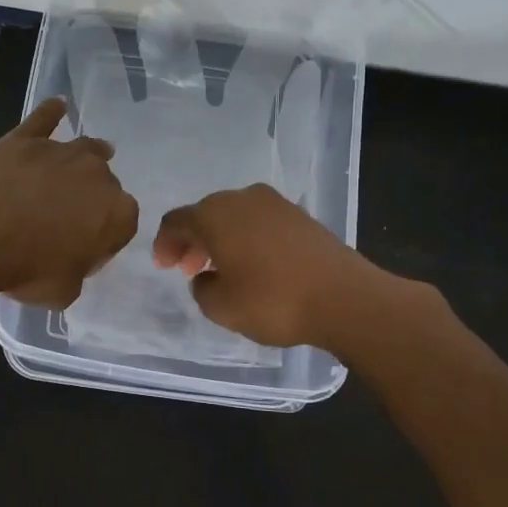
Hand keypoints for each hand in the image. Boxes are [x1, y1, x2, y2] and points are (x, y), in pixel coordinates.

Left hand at [0, 97, 139, 306]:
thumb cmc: (27, 268)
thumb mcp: (63, 292)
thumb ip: (76, 273)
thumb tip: (69, 261)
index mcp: (118, 214)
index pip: (122, 226)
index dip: (104, 240)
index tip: (84, 252)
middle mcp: (99, 175)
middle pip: (104, 186)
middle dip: (92, 199)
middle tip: (67, 220)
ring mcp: (62, 151)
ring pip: (84, 150)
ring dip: (86, 157)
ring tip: (85, 160)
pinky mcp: (26, 138)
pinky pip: (44, 120)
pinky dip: (51, 113)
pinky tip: (57, 105)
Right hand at [153, 183, 403, 348]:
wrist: (344, 298)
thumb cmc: (273, 301)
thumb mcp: (221, 307)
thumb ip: (201, 289)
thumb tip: (206, 277)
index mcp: (215, 214)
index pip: (176, 221)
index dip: (164, 243)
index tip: (163, 267)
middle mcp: (242, 199)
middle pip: (205, 214)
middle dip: (193, 241)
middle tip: (189, 270)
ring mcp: (275, 204)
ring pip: (234, 217)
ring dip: (220, 240)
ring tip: (220, 270)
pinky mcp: (300, 216)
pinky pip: (259, 223)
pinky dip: (246, 239)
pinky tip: (253, 265)